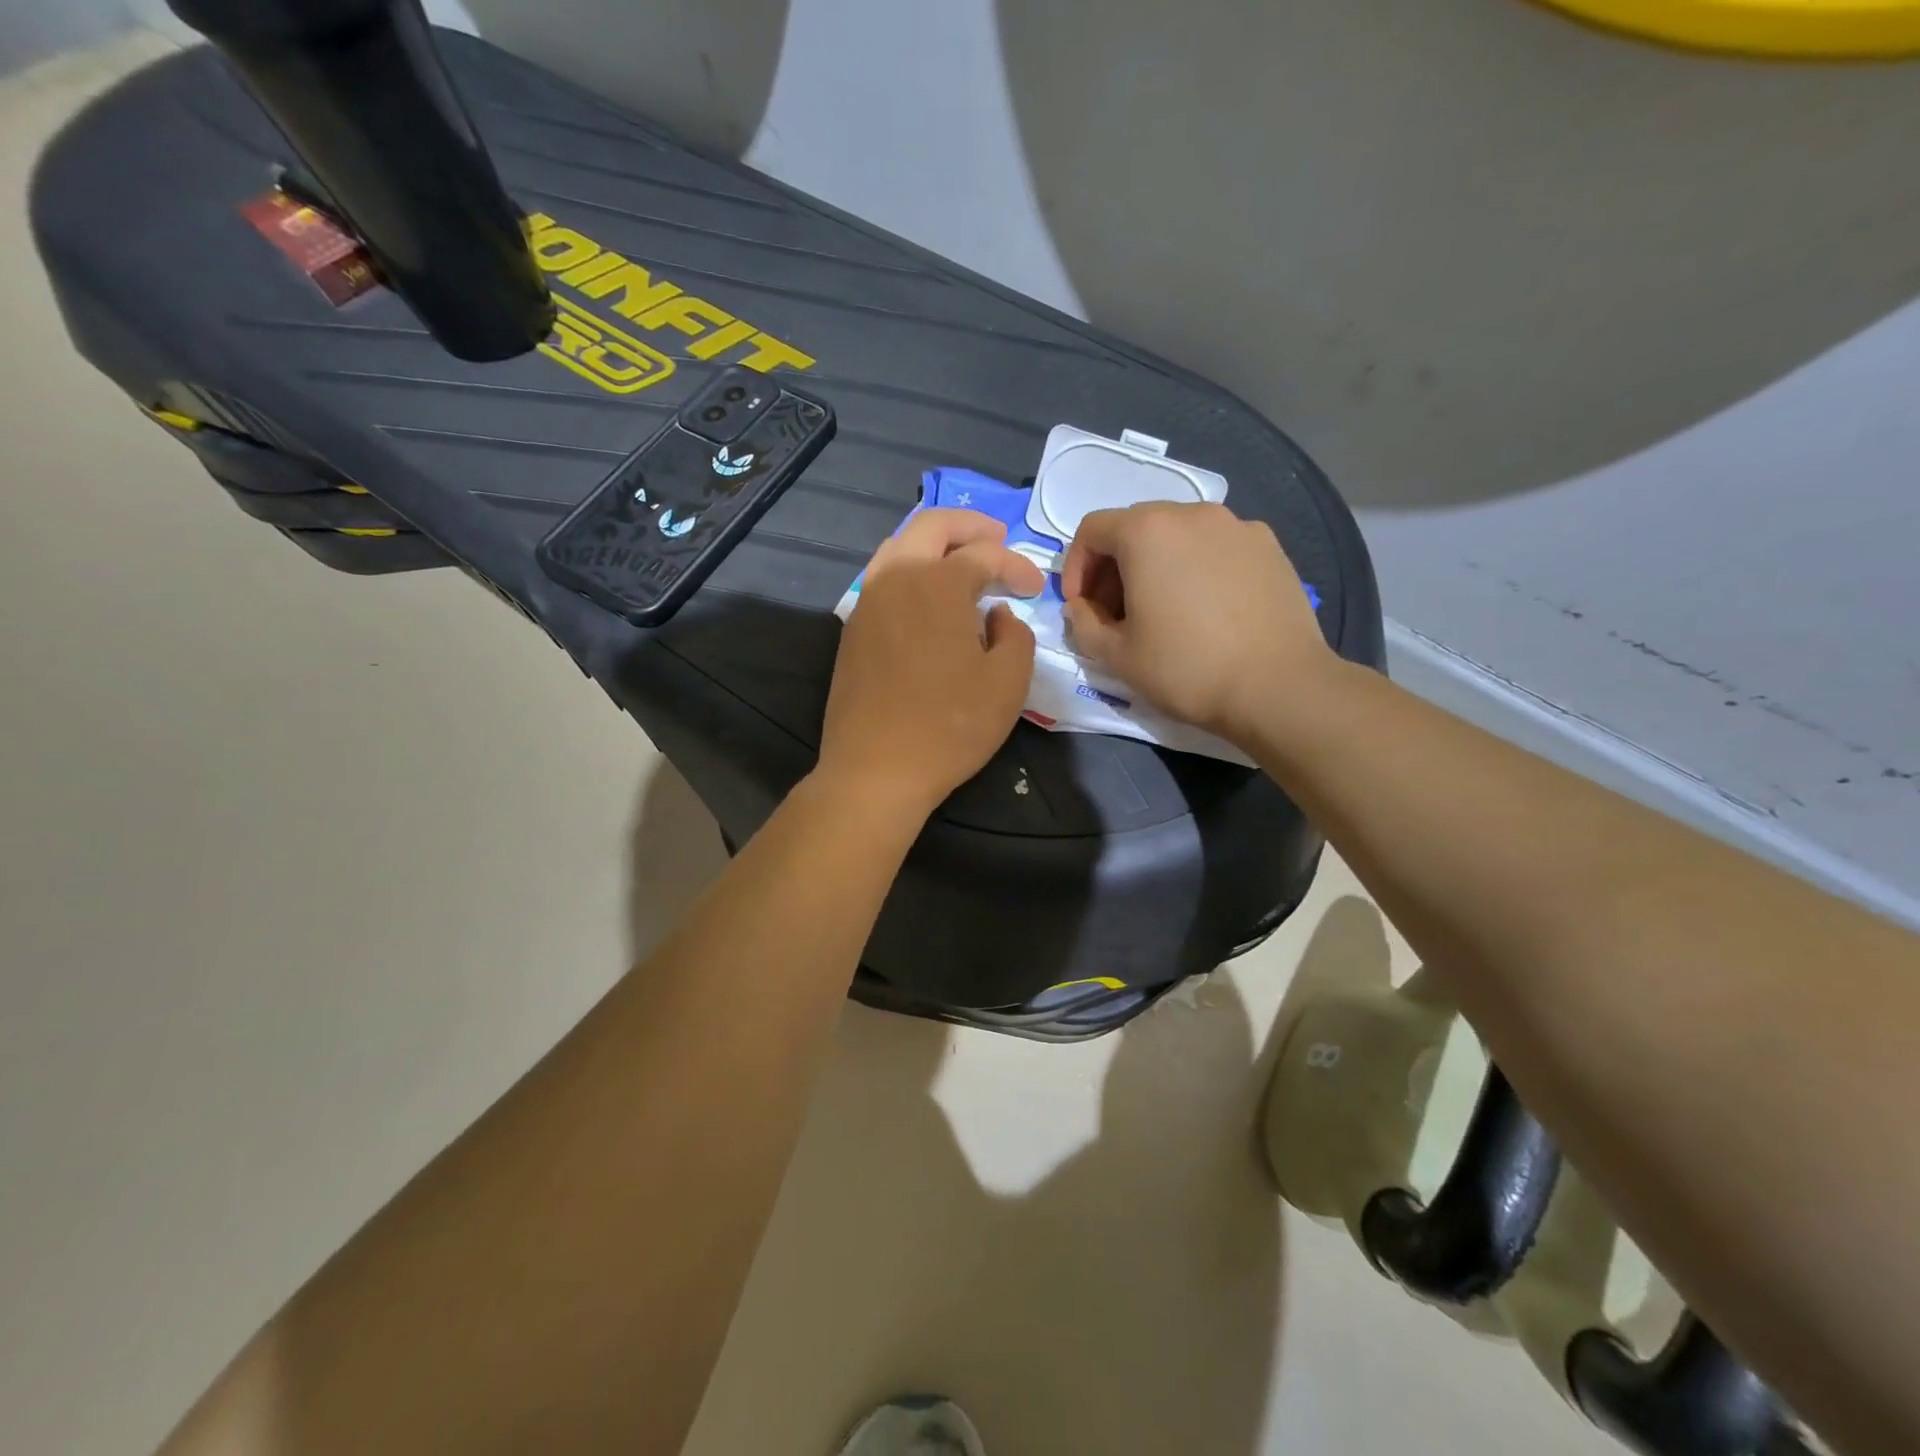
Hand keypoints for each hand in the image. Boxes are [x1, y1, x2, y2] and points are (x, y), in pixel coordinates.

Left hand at [817, 509, 1043, 820]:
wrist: (875, 769)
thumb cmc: (949, 726)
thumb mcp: (1007, 683)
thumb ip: (1015, 636)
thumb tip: (998, 615)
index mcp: (937, 583)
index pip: (984, 555)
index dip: (1016, 565)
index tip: (1034, 589)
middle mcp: (896, 578)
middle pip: (931, 527)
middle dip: (969, 526)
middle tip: (997, 536)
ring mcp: (867, 602)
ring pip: (899, 547)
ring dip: (934, 544)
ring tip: (960, 558)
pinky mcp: (852, 630)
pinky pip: (883, 579)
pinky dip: (910, 571)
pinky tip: (928, 597)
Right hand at [1060, 502, 1333, 744]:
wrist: (1277, 686)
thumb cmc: (1185, 668)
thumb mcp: (1116, 656)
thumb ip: (1084, 624)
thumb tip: (1083, 608)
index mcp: (1147, 531)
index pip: (1092, 530)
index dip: (1076, 568)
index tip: (1082, 607)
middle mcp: (1191, 514)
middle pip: (1135, 527)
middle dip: (1114, 567)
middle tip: (1117, 614)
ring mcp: (1237, 526)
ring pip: (1178, 535)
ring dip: (1156, 566)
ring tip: (1163, 612)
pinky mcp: (1269, 546)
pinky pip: (1216, 547)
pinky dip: (1197, 567)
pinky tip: (1207, 609)